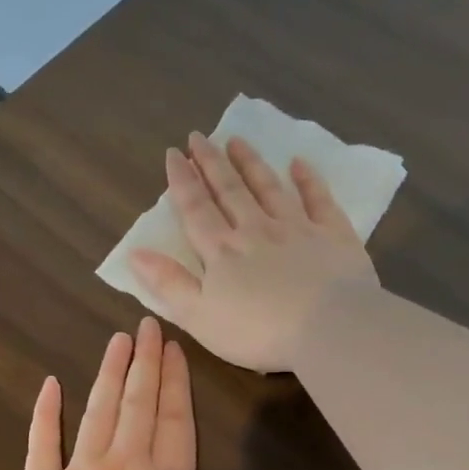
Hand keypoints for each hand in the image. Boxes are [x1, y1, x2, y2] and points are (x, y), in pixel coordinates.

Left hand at [8, 317, 341, 469]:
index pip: (176, 420)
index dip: (176, 382)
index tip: (174, 346)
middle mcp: (123, 465)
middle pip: (137, 404)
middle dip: (145, 363)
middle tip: (145, 324)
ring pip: (97, 412)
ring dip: (108, 375)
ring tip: (116, 341)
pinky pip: (43, 442)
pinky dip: (46, 413)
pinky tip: (49, 384)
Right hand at [129, 133, 380, 372]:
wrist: (328, 328)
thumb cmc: (258, 332)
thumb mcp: (200, 317)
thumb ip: (169, 284)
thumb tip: (135, 253)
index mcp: (222, 252)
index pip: (196, 210)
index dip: (182, 182)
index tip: (174, 153)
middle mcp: (256, 230)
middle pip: (230, 191)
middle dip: (211, 163)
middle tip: (199, 137)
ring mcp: (297, 229)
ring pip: (269, 188)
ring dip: (251, 164)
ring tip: (236, 140)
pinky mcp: (333, 235)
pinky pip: (318, 200)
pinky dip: (308, 180)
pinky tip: (299, 164)